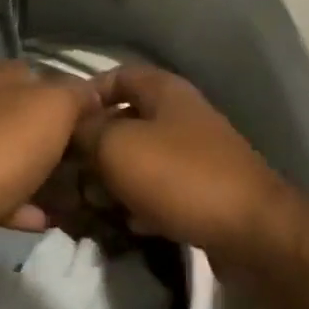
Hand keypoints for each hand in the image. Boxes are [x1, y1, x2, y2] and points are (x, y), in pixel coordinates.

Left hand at [0, 62, 96, 280]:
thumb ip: (77, 94)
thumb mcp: (53, 106)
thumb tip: (94, 93)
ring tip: (86, 193)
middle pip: (34, 120)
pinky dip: (31, 207)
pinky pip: (9, 197)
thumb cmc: (3, 148)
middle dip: (68, 139)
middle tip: (102, 158)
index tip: (106, 115)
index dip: (75, 92)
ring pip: (23, 160)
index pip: (43, 74)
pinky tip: (53, 219)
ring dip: (52, 177)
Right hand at [73, 65, 294, 259]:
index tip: (57, 124)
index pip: (116, 76)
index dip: (85, 95)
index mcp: (165, 91)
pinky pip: (158, 192)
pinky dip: (138, 205)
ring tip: (89, 205)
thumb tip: (68, 129)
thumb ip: (85, 132)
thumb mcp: (118, 147)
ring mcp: (194, 155)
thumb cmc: (179, 176)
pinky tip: (124, 225)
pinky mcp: (201, 193)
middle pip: (125, 121)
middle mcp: (181, 116)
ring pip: (139, 160)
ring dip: (112, 181)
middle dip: (93, 147)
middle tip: (66, 175)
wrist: (251, 232)